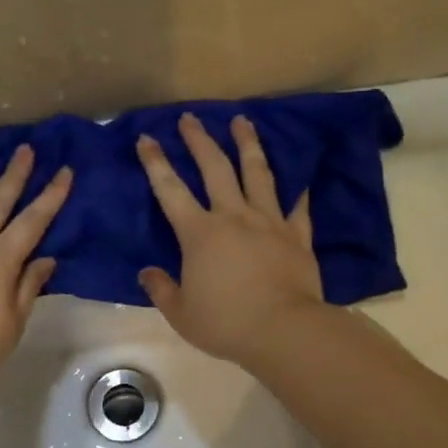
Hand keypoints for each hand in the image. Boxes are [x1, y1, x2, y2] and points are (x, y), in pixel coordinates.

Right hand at [136, 113, 323, 367]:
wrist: (283, 330)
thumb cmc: (226, 323)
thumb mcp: (181, 313)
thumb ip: (162, 289)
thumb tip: (147, 272)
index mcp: (199, 233)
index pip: (170, 190)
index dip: (156, 162)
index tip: (147, 137)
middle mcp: (233, 216)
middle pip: (215, 168)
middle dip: (200, 140)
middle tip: (191, 118)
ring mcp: (269, 222)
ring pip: (257, 174)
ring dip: (248, 144)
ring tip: (243, 120)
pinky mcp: (297, 236)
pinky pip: (298, 208)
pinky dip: (298, 192)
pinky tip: (300, 178)